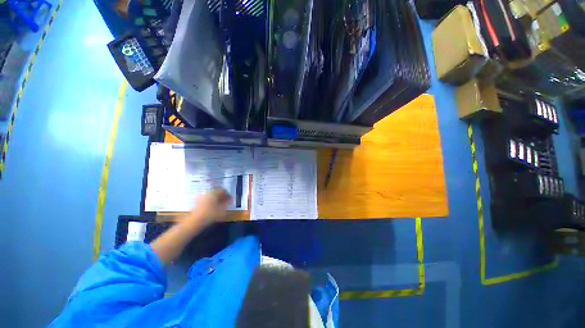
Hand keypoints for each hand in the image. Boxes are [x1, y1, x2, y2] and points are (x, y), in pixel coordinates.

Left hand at [183, 188, 231, 229]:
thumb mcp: (222, 209)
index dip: (227, 194)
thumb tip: (230, 198)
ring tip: (218, 205)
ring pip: (211, 195)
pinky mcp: (197, 201)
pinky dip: (210, 201)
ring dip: (215, 198)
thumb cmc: (210, 214)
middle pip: (216, 191)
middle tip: (224, 202)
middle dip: (221, 196)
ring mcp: (201, 196)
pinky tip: (211, 207)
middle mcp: (207, 192)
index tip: (229, 199)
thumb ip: (227, 202)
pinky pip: (206, 198)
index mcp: (214, 192)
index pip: (223, 190)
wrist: (194, 221)